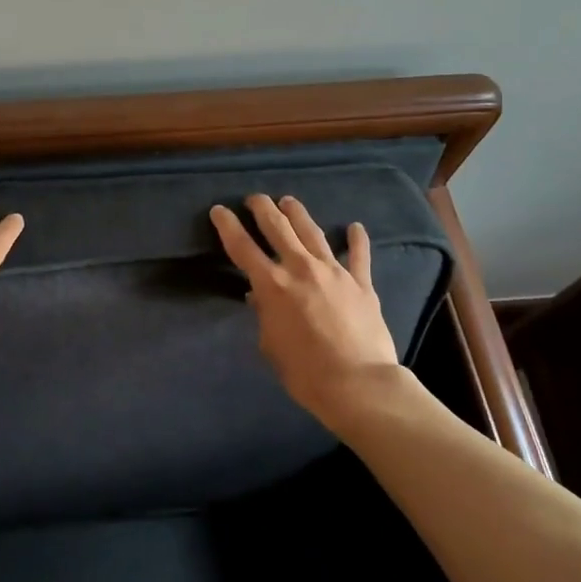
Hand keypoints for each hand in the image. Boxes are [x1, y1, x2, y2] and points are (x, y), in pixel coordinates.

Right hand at [210, 194, 413, 433]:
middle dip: (263, 209)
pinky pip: (359, 255)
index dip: (228, 226)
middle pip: (278, 228)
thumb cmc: (305, 372)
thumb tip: (260, 298)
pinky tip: (355, 226)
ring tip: (289, 202)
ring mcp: (334, 272)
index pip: (242, 247)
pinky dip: (356, 239)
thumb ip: (264, 315)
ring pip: (312, 232)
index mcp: (272, 285)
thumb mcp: (270, 345)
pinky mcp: (361, 283)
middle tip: (255, 198)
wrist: (358, 383)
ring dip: (298, 214)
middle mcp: (301, 268)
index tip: (219, 210)